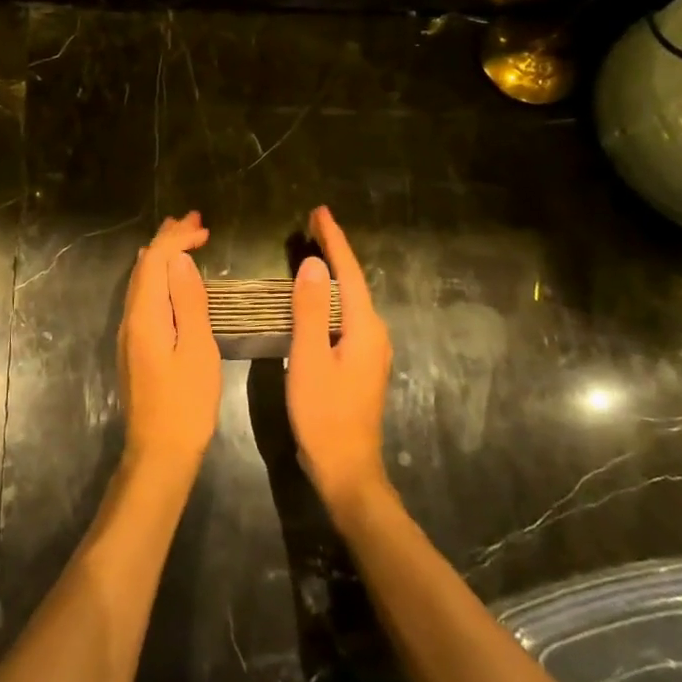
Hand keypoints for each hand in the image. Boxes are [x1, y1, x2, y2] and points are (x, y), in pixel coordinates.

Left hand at [118, 212, 220, 470]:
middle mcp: (130, 318)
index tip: (203, 226)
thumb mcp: (197, 349)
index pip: (155, 261)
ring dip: (162, 257)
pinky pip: (144, 297)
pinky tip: (168, 279)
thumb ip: (189, 302)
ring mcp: (129, 333)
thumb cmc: (186, 403)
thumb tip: (180, 259)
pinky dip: (159, 278)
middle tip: (193, 221)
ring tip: (182, 238)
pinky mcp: (135, 346)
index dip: (176, 238)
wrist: (159, 452)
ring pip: (142, 282)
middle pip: (144, 267)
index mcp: (145, 315)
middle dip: (167, 240)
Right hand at [288, 206, 393, 517]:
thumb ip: (309, 312)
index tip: (319, 212)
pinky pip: (344, 316)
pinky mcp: (359, 363)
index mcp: (364, 328)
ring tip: (312, 249)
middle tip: (312, 223)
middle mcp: (373, 333)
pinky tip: (314, 297)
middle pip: (352, 282)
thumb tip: (308, 265)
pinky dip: (329, 297)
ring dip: (332, 273)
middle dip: (334, 250)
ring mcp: (369, 350)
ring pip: (349, 299)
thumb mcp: (309, 360)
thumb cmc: (324, 414)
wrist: (346, 468)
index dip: (334, 241)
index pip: (347, 273)